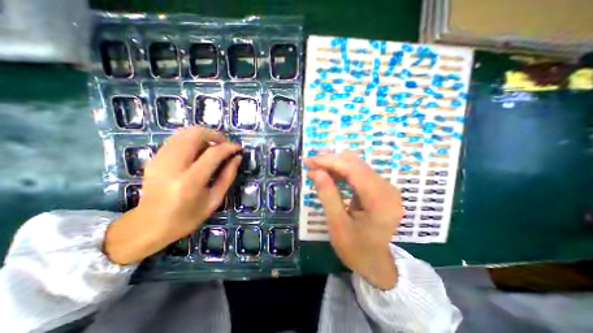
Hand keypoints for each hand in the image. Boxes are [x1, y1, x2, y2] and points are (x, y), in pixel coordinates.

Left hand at [104, 128, 240, 264]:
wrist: (148, 226)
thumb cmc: (187, 217)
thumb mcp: (214, 200)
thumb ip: (227, 176)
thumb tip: (237, 158)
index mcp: (190, 181)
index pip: (213, 153)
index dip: (229, 147)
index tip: (238, 147)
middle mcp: (172, 166)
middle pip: (195, 135)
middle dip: (214, 135)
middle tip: (225, 144)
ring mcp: (160, 160)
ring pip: (184, 133)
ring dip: (203, 136)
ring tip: (213, 147)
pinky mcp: (154, 158)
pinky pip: (175, 140)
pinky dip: (191, 140)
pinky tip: (198, 151)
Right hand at [303, 151, 405, 288]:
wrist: (376, 264)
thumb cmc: (356, 249)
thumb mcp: (337, 225)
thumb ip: (328, 196)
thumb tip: (316, 172)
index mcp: (380, 200)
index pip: (353, 170)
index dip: (330, 161)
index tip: (310, 160)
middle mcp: (387, 189)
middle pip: (356, 164)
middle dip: (331, 161)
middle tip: (311, 164)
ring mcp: (385, 187)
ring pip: (357, 165)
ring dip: (335, 165)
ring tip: (317, 168)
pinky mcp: (380, 188)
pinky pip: (359, 173)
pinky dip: (342, 171)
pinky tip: (329, 175)